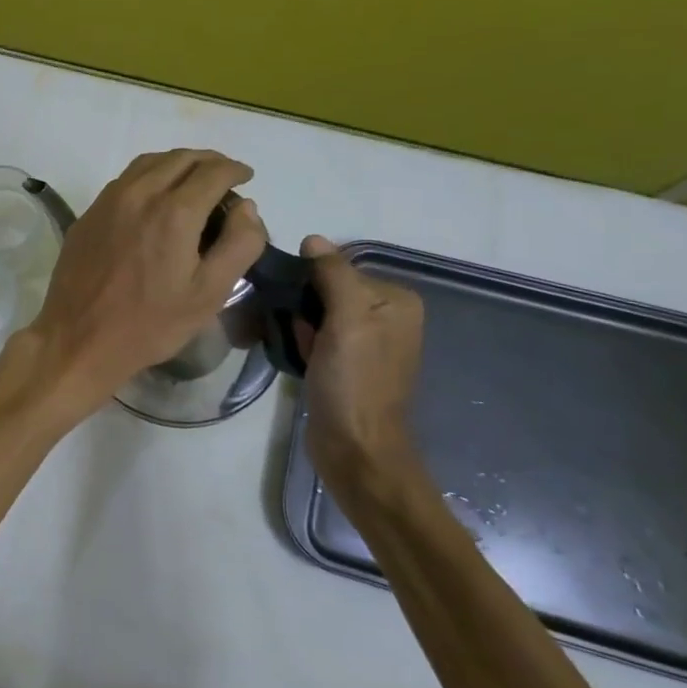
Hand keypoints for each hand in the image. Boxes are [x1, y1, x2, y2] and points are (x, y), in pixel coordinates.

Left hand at [18, 150, 266, 415]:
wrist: (79, 338)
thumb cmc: (150, 324)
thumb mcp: (209, 294)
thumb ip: (239, 245)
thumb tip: (247, 207)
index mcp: (174, 212)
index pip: (213, 171)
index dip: (235, 169)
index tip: (246, 176)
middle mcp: (139, 194)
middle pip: (180, 158)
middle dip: (209, 161)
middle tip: (224, 177)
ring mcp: (108, 201)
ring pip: (149, 163)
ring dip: (177, 163)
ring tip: (193, 181)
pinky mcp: (89, 214)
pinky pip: (125, 180)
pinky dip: (149, 176)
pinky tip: (155, 197)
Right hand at [295, 236, 425, 493]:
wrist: (354, 448)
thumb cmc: (354, 381)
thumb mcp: (347, 319)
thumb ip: (333, 274)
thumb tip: (313, 239)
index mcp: (396, 301)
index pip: (340, 268)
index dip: (310, 283)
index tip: (295, 305)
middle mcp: (387, 317)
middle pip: (329, 290)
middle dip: (303, 305)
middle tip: (291, 327)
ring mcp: (367, 342)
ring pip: (319, 313)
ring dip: (297, 323)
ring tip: (289, 342)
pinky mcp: (347, 364)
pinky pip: (317, 337)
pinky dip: (302, 341)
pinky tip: (295, 356)